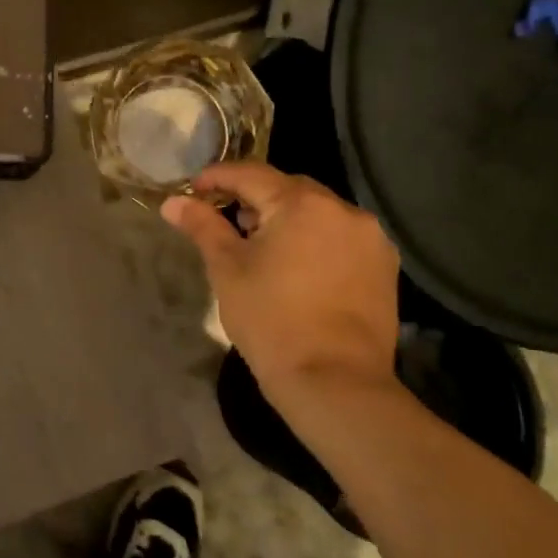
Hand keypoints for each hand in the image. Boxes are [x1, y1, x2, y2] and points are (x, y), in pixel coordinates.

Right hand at [161, 162, 400, 404]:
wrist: (334, 382)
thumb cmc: (271, 319)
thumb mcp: (227, 269)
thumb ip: (202, 226)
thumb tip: (173, 202)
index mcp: (302, 203)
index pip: (251, 174)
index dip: (218, 177)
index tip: (193, 189)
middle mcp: (343, 210)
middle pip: (289, 188)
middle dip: (254, 196)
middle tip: (224, 217)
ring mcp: (370, 239)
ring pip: (317, 212)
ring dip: (286, 217)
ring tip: (259, 243)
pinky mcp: (383, 267)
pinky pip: (340, 236)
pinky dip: (314, 239)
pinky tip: (295, 264)